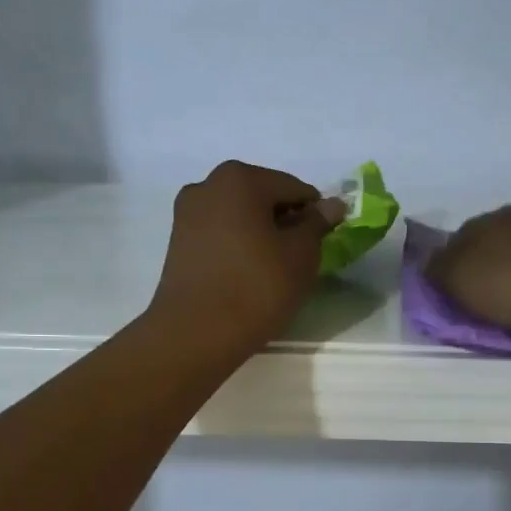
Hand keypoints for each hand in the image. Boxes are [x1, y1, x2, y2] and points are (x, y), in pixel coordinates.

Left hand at [149, 161, 343, 357]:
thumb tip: (332, 205)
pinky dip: (239, 245)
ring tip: (273, 268)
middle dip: (285, 221)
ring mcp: (187, 212)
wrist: (196, 332)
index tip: (323, 242)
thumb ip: (317, 223)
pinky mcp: (178, 241)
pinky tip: (248, 273)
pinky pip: (220, 233)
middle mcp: (208, 184)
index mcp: (241, 178)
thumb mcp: (301, 255)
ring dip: (261, 233)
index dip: (315, 214)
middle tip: (300, 257)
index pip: (294, 188)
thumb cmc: (257, 287)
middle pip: (263, 196)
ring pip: (239, 215)